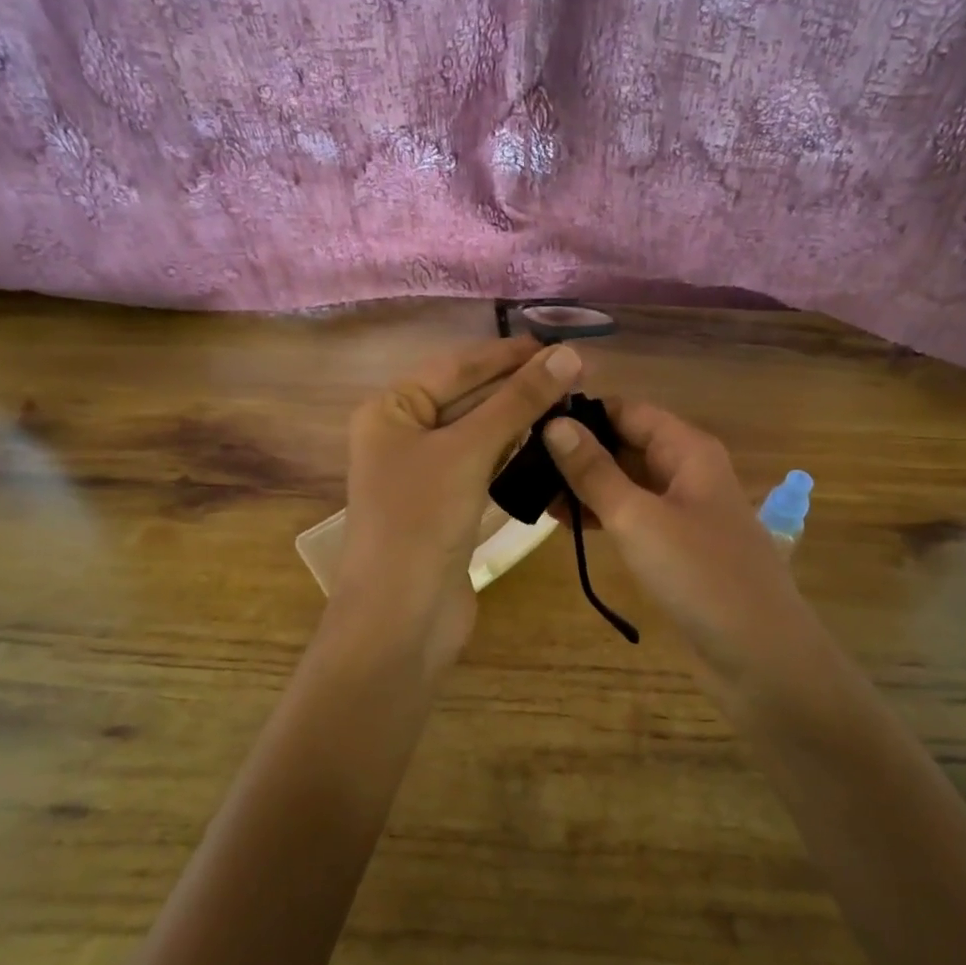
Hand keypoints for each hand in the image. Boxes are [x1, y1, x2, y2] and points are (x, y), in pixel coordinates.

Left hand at [334, 336, 583, 677]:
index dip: (507, 354)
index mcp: (391, 411)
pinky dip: (512, 454)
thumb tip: (567, 355)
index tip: (558, 346)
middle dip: (517, 387)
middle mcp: (403, 436)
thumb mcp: (468, 452)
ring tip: (569, 404)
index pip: (456, 367)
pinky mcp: (446, 507)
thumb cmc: (421, 520)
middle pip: (467, 398)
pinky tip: (545, 444)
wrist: (402, 618)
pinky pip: (482, 467)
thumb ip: (516, 402)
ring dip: (519, 419)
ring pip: (478, 433)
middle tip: (574, 375)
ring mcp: (424, 475)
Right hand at [541, 400, 827, 696]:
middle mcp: (686, 471)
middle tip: (518, 460)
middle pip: (626, 444)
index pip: (627, 410)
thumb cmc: (699, 574)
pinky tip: (562, 522)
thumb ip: (594, 471)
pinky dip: (601, 515)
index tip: (529, 420)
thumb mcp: (637, 517)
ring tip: (529, 491)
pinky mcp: (676, 547)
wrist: (758, 653)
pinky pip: (633, 516)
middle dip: (577, 450)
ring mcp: (683, 511)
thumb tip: (553, 424)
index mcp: (687, 450)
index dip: (582, 412)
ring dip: (584, 485)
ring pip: (626, 483)